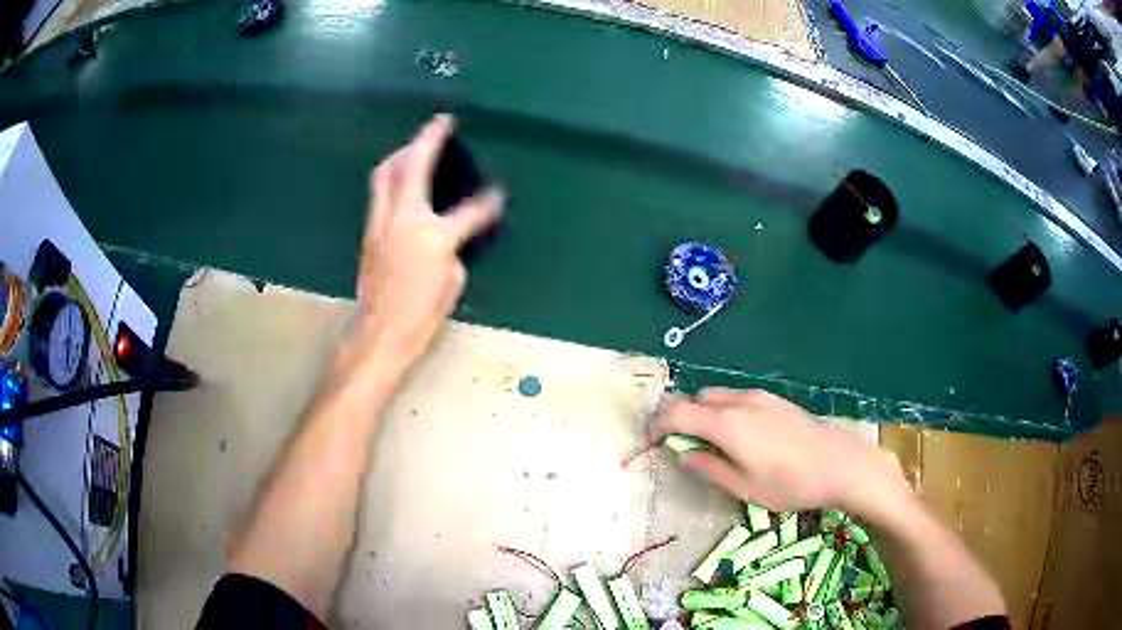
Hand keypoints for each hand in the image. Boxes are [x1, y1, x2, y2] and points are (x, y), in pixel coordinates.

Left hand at [354, 114, 502, 362]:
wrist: (380, 330)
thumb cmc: (421, 313)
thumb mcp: (451, 282)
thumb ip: (454, 249)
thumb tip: (450, 236)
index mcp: (433, 235)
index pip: (469, 211)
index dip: (487, 203)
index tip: (497, 194)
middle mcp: (404, 218)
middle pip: (413, 165)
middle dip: (427, 139)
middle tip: (439, 123)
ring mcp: (381, 221)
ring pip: (386, 173)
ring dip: (402, 153)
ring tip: (415, 146)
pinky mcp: (368, 230)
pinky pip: (379, 192)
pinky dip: (391, 177)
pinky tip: (401, 180)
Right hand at [656, 388, 908, 513]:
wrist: (839, 463)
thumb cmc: (789, 483)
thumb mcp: (743, 487)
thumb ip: (708, 468)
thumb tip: (683, 454)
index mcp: (726, 424)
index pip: (678, 413)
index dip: (658, 425)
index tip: (651, 442)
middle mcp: (739, 402)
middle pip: (695, 399)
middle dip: (680, 418)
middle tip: (681, 446)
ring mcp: (759, 396)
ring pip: (716, 396)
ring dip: (703, 413)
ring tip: (710, 443)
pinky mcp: (774, 399)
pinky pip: (736, 397)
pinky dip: (723, 410)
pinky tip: (739, 435)